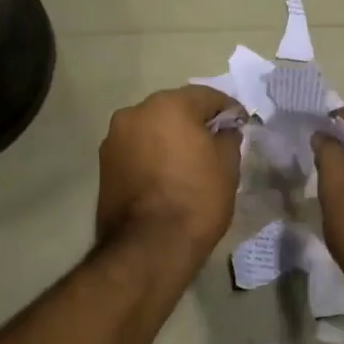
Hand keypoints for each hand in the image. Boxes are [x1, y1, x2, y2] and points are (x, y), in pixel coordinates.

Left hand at [96, 86, 242, 260]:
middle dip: (194, 121)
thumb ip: (228, 137)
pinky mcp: (103, 164)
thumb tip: (224, 130)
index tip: (240, 125)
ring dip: (169, 137)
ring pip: (151, 128)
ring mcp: (114, 138)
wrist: (149, 246)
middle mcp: (136, 112)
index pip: (207, 96)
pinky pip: (137, 149)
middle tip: (214, 143)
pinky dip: (152, 155)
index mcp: (169, 104)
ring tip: (188, 162)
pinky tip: (166, 175)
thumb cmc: (196, 198)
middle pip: (174, 108)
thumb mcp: (228, 165)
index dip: (228, 110)